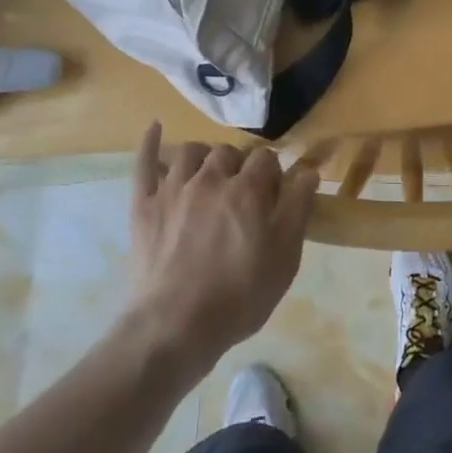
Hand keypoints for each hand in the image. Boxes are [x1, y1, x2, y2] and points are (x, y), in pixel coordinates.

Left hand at [125, 123, 319, 375]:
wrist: (176, 326)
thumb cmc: (239, 296)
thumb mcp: (285, 258)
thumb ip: (298, 208)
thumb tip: (308, 171)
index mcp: (248, 190)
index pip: (266, 159)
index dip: (272, 173)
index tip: (274, 193)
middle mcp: (210, 178)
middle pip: (228, 152)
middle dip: (239, 164)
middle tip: (242, 191)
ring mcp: (173, 189)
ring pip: (190, 151)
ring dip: (204, 157)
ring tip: (208, 174)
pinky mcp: (144, 205)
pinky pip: (144, 163)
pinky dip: (150, 142)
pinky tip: (155, 127)